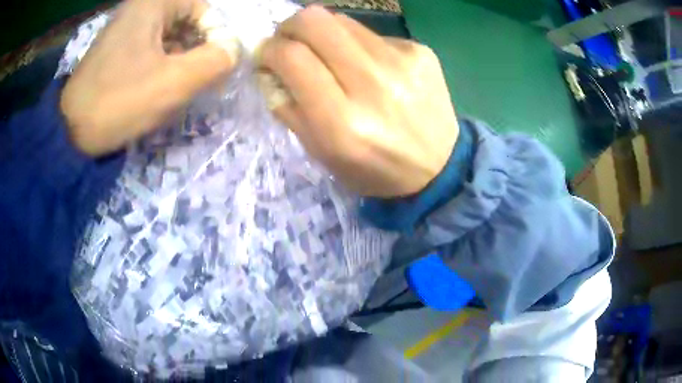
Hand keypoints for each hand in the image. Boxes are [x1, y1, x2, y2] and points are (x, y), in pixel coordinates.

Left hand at [61, 0, 234, 155]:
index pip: (203, 9)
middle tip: (196, 80)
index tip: (212, 68)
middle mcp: (139, 8)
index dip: (214, 36)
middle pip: (186, 21)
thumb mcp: (173, 83)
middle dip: (196, 50)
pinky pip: (151, 47)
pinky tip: (157, 87)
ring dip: (180, 59)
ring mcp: (125, 28)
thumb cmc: (118, 102)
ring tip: (176, 87)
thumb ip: (214, 61)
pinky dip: (161, 64)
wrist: (70, 132)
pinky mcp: (117, 48)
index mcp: (152, 4)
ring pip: (169, 36)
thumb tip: (233, 49)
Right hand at [259, 6, 458, 197]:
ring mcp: (402, 62)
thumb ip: (288, 108)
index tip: (266, 56)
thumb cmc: (374, 169)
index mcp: (342, 122)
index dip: (269, 50)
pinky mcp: (420, 51)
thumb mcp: (322, 154)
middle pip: (315, 21)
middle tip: (289, 42)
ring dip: (322, 34)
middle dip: (289, 27)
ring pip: (341, 20)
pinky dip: (356, 45)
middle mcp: (373, 84)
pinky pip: (371, 33)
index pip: (292, 57)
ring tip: (328, 55)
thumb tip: (269, 68)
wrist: (439, 167)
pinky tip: (368, 66)